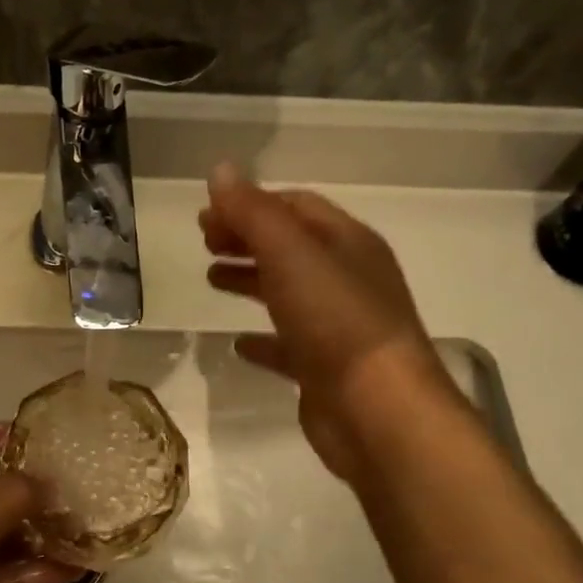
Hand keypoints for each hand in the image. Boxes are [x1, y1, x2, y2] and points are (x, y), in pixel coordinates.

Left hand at [0, 422, 85, 582]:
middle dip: (21, 492)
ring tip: (81, 525)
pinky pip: (12, 579)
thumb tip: (46, 483)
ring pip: (2, 542)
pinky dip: (41, 571)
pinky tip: (77, 566)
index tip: (11, 432)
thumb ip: (11, 496)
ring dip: (38, 533)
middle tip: (66, 486)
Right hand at [200, 164, 453, 483]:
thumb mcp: (290, 255)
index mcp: (347, 243)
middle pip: (291, 248)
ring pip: (288, 293)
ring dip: (250, 281)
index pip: (295, 207)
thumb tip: (220, 170)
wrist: (378, 411)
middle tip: (204, 243)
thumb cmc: (336, 322)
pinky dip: (262, 339)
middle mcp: (348, 279)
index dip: (250, 205)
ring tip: (211, 280)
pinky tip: (238, 343)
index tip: (206, 216)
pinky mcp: (326, 369)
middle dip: (247, 239)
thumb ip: (253, 212)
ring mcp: (339, 327)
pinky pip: (288, 345)